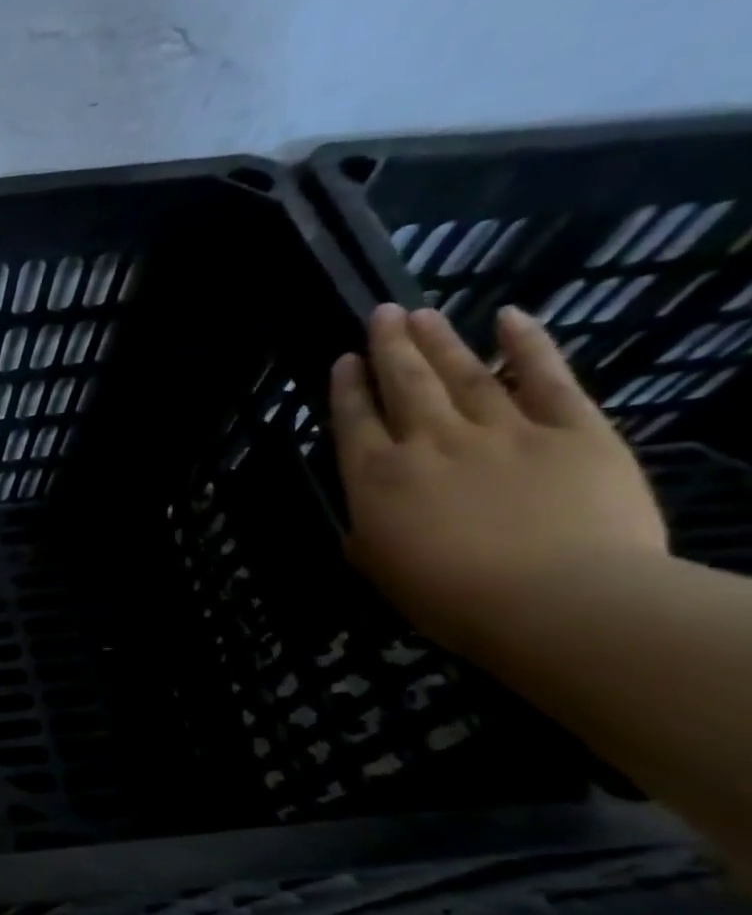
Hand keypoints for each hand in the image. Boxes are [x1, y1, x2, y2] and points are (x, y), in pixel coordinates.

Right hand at [329, 304, 667, 658]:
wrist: (556, 600)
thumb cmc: (452, 599)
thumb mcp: (383, 573)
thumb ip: (367, 539)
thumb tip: (364, 526)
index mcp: (377, 479)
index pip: (354, 422)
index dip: (346, 388)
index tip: (344, 360)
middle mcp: (429, 443)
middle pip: (403, 384)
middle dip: (389, 347)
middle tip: (381, 314)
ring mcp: (500, 431)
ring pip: (462, 373)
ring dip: (439, 340)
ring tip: (421, 313)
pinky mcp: (570, 429)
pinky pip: (546, 378)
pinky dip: (528, 345)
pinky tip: (511, 319)